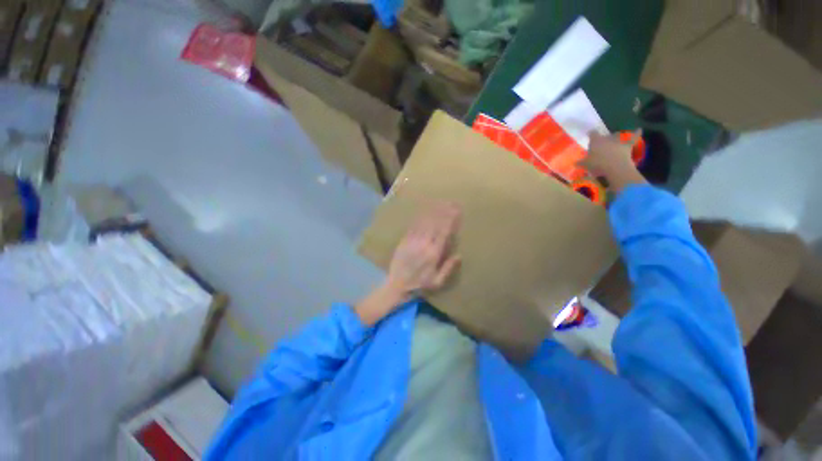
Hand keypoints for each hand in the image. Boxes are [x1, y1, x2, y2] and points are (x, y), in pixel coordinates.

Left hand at [354, 202, 461, 325]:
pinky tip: (423, 211)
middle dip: (443, 212)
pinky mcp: (404, 241)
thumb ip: (448, 268)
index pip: (444, 232)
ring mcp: (412, 241)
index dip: (450, 220)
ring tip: (439, 202)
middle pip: (435, 224)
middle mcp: (424, 244)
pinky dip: (419, 218)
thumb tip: (459, 255)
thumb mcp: (438, 282)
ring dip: (432, 212)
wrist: (397, 286)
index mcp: (434, 254)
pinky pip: (413, 227)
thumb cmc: (419, 285)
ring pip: (424, 223)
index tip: (456, 210)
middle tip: (450, 202)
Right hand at [579, 130, 646, 192]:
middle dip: (604, 138)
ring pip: (618, 135)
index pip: (592, 133)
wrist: (614, 167)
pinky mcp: (627, 145)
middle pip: (605, 135)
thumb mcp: (585, 164)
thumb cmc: (597, 164)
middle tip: (602, 142)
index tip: (589, 135)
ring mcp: (618, 141)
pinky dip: (637, 133)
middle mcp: (607, 138)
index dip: (591, 134)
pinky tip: (639, 129)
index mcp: (596, 141)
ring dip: (617, 136)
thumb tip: (575, 163)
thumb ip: (580, 162)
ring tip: (617, 136)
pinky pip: (633, 137)